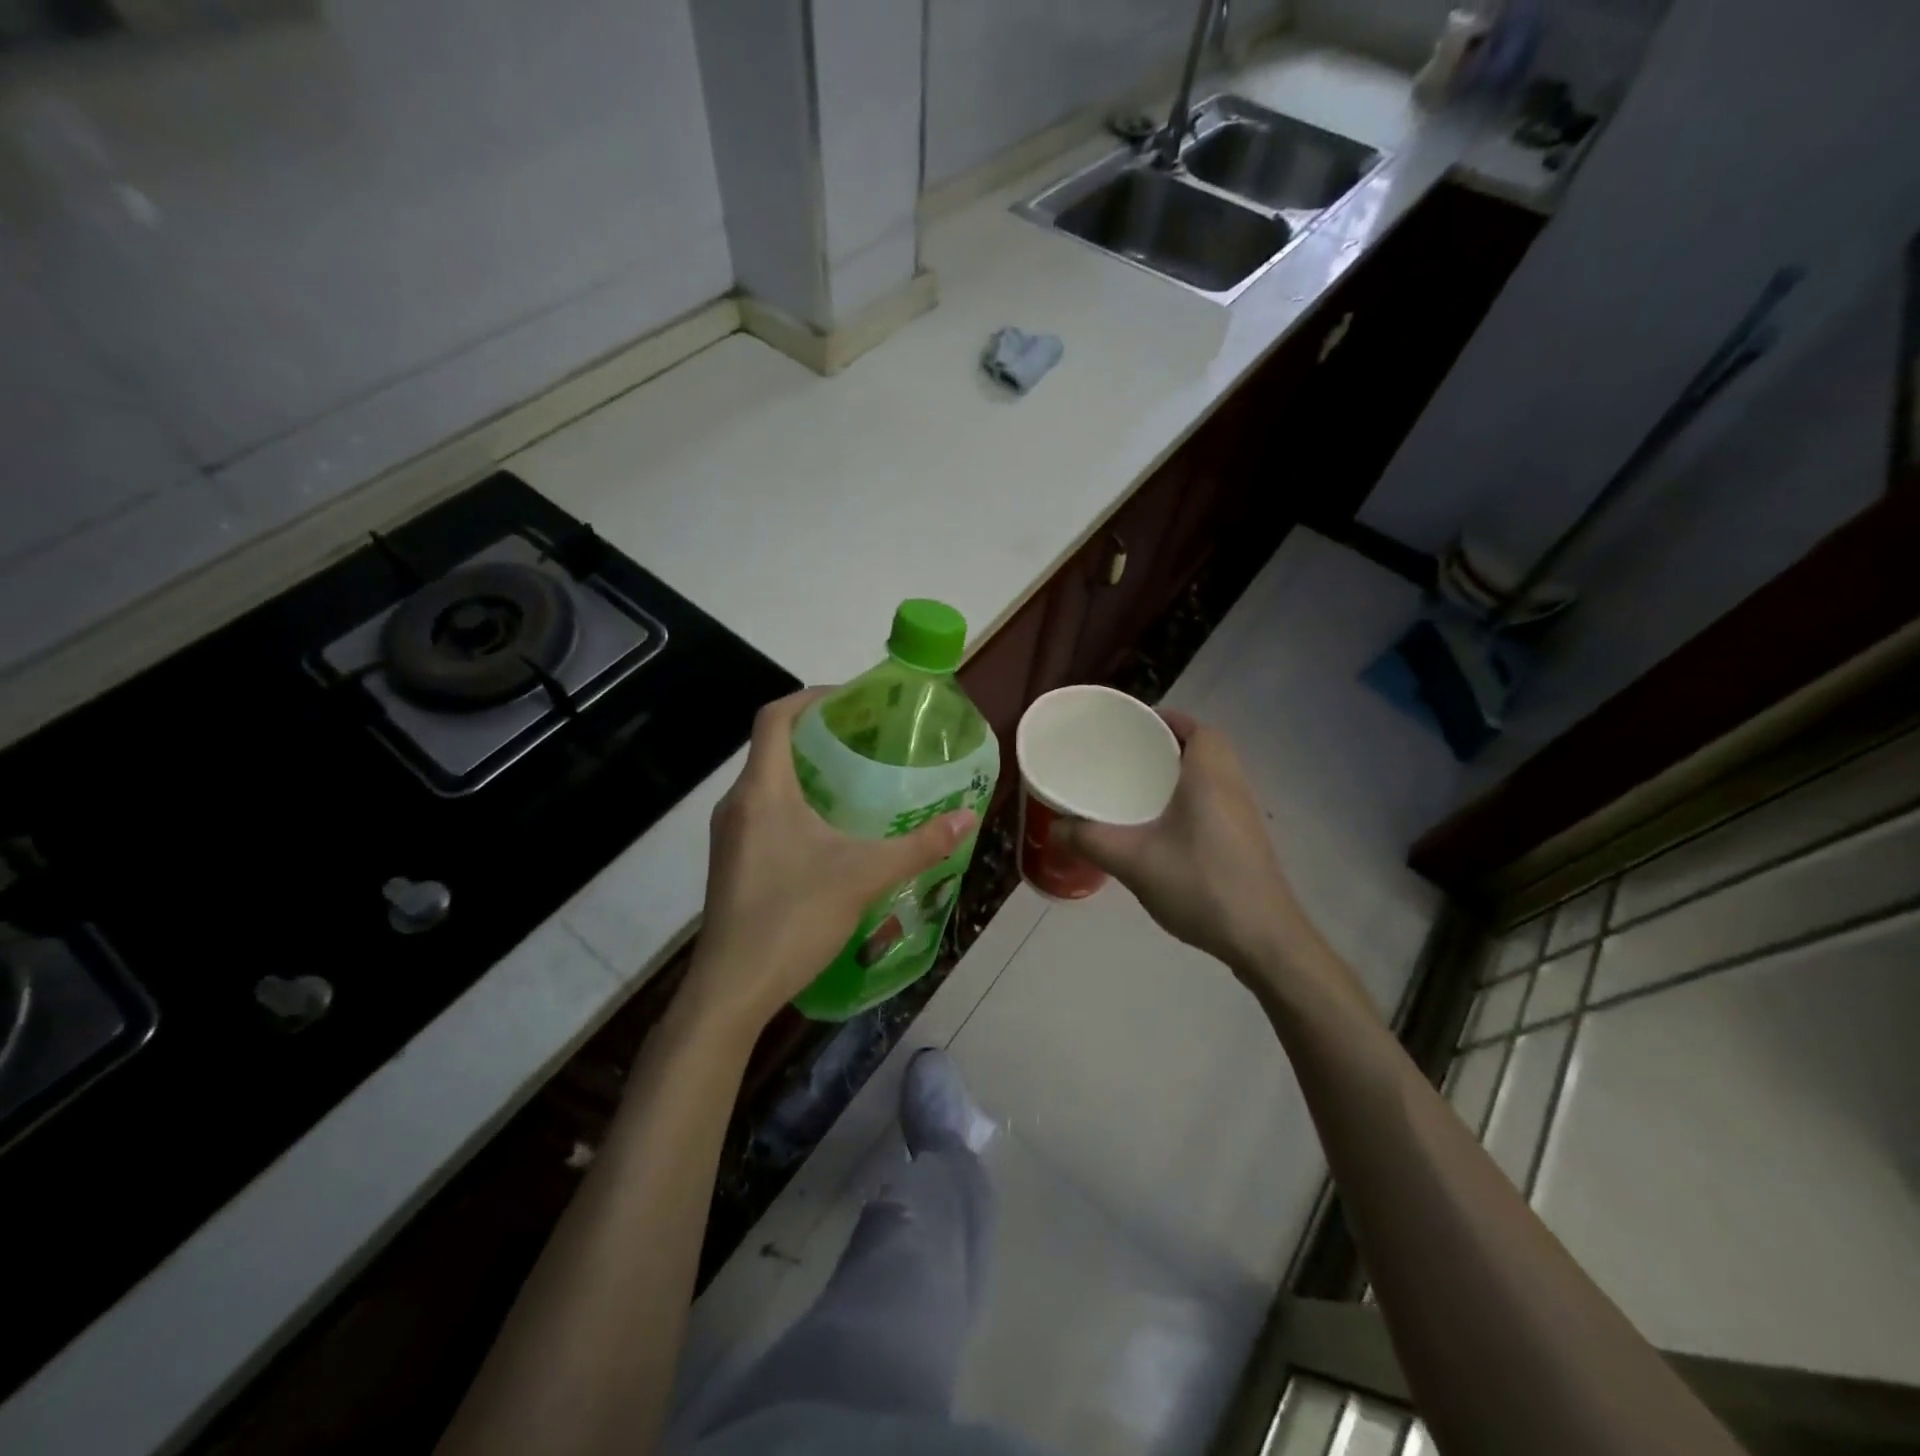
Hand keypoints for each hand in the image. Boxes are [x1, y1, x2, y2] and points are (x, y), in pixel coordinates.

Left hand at [681, 689, 976, 1036]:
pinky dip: (796, 804)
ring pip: (768, 783)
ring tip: (857, 781)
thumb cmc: (793, 918)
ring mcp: (730, 836)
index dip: (810, 697)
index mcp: (762, 791)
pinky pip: (764, 813)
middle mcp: (738, 803)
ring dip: (808, 772)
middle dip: (818, 736)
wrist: (731, 990)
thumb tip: (968, 817)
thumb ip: (919, 846)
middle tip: (867, 740)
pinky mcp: (733, 863)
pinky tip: (831, 833)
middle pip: (773, 747)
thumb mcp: (865, 876)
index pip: (775, 717)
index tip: (851, 700)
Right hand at [1057, 710, 1314, 984]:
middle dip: (1166, 745)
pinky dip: (1190, 798)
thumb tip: (1054, 827)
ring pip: (1211, 775)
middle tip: (1126, 756)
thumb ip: (1090, 840)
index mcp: (1210, 775)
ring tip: (1137, 786)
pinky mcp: (1246, 840)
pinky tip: (1162, 826)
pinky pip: (1215, 800)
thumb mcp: (1134, 861)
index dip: (1165, 719)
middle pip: (1203, 747)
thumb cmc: (1201, 885)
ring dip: (1180, 772)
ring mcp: (1244, 814)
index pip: (1195, 727)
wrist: (1264, 939)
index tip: (1130, 726)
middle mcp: (1233, 785)